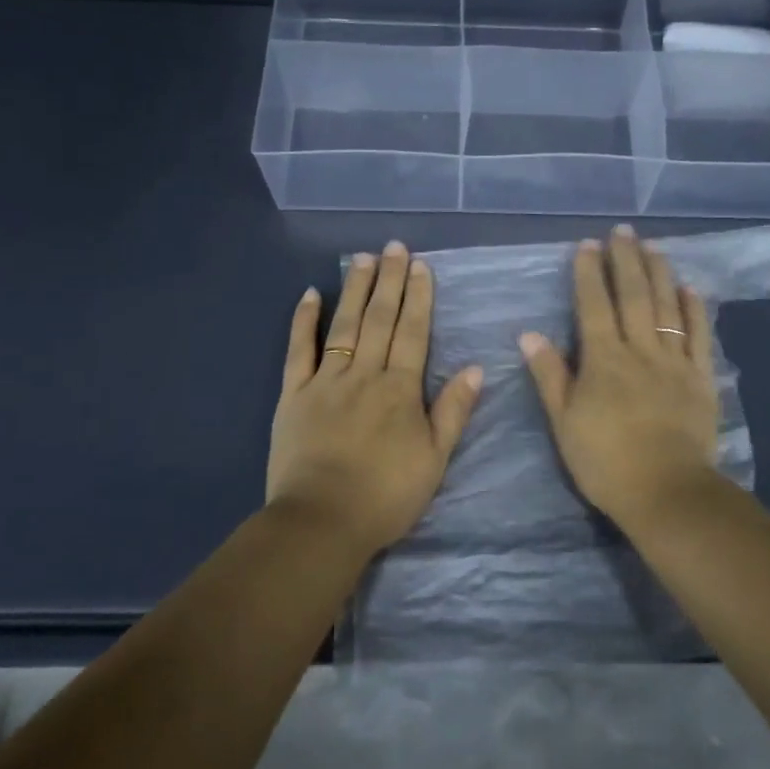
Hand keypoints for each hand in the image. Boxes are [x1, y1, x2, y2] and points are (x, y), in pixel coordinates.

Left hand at [267, 241, 482, 555]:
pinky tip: (309, 294)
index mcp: (400, 389)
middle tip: (394, 247)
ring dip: (354, 289)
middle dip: (389, 281)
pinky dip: (303, 321)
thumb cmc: (386, 495)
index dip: (418, 297)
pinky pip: (298, 350)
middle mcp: (364, 374)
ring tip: (363, 258)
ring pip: (343, 325)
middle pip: (379, 319)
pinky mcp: (293, 395)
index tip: (420, 266)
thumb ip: (453, 411)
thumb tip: (476, 368)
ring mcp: (325, 381)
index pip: (413, 332)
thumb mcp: (435, 459)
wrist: (322, 521)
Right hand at [520, 225, 720, 532]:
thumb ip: (549, 375)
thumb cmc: (605, 460)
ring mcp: (674, 361)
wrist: (665, 491)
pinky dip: (695, 309)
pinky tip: (690, 288)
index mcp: (603, 359)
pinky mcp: (700, 378)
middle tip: (622, 231)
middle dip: (625, 260)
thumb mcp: (564, 421)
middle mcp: (640, 349)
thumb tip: (529, 334)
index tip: (587, 245)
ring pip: (667, 307)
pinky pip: (699, 336)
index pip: (593, 305)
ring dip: (659, 273)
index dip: (589, 273)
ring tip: (653, 246)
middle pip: (633, 295)